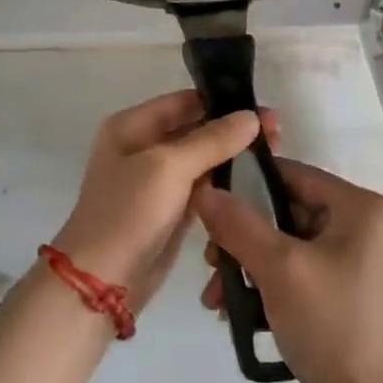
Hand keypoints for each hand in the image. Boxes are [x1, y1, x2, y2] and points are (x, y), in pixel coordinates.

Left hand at [52, 91, 276, 313]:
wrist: (103, 281)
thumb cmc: (129, 213)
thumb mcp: (169, 167)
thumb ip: (212, 140)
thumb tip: (251, 117)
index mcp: (132, 126)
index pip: (184, 102)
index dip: (223, 102)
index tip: (264, 110)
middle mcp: (142, 146)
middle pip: (195, 128)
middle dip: (233, 129)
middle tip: (278, 133)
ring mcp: (156, 180)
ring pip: (201, 158)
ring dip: (232, 155)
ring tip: (275, 153)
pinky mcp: (169, 209)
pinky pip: (201, 186)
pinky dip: (224, 181)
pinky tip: (254, 180)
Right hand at [193, 160, 382, 382]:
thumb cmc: (333, 325)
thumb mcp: (279, 268)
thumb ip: (238, 224)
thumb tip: (203, 190)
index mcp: (361, 207)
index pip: (293, 175)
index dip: (246, 185)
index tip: (208, 207)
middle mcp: (365, 224)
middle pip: (287, 212)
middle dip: (243, 239)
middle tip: (210, 265)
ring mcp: (359, 258)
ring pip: (289, 244)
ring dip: (250, 266)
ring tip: (217, 298)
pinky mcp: (350, 288)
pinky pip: (300, 269)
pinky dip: (270, 283)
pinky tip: (239, 309)